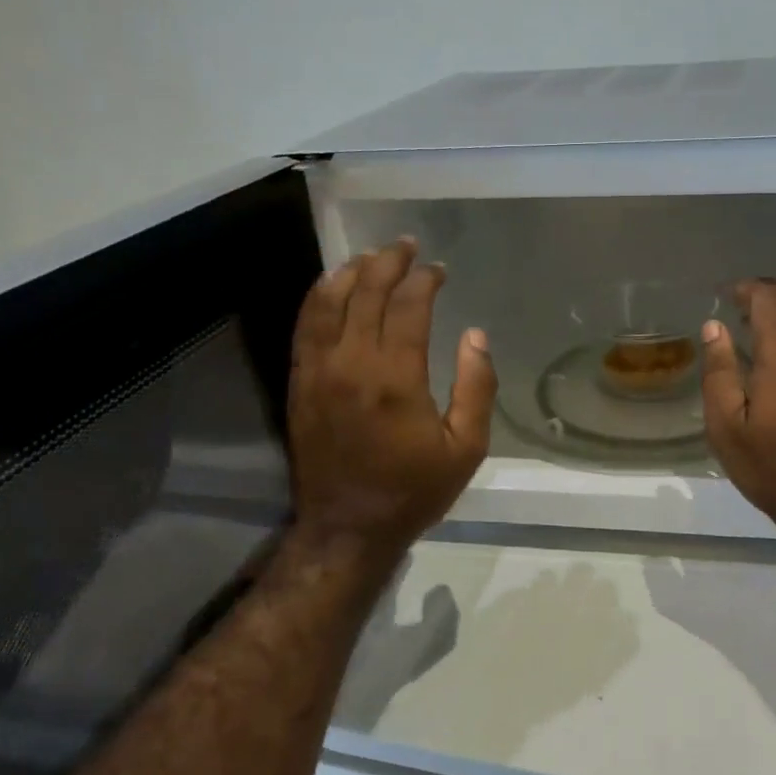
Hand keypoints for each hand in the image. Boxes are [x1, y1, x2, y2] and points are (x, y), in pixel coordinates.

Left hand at [288, 238, 495, 563]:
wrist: (348, 527)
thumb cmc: (414, 489)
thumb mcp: (467, 447)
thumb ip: (476, 387)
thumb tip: (474, 335)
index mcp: (397, 378)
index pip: (408, 306)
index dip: (425, 280)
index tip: (439, 270)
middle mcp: (352, 364)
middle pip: (366, 293)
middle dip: (388, 263)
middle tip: (406, 247)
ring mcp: (318, 371)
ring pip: (327, 302)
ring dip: (350, 272)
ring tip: (370, 256)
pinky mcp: (299, 383)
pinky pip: (304, 327)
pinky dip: (317, 298)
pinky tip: (331, 286)